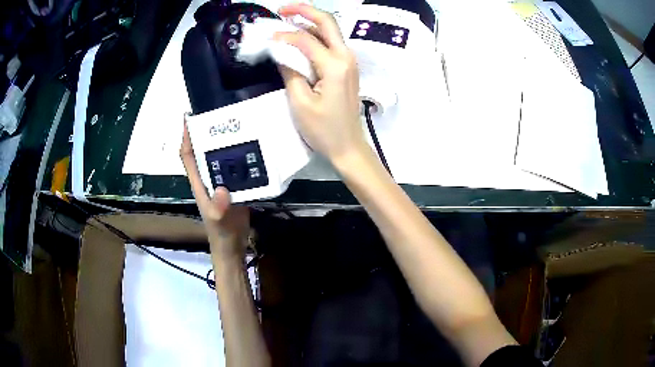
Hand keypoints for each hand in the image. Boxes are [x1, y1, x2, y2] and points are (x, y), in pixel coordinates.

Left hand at [180, 120, 249, 261]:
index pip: (188, 156)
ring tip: (239, 124)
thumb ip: (218, 208)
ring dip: (226, 142)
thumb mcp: (217, 220)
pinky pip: (238, 167)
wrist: (233, 243)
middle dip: (208, 132)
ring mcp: (223, 181)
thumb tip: (223, 189)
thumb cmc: (220, 231)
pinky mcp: (237, 185)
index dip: (186, 137)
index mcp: (199, 182)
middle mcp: (209, 177)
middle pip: (205, 151)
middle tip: (221, 114)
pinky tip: (254, 147)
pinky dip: (243, 156)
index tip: (188, 117)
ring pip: (222, 157)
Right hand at [274, 4, 365, 164]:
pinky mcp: (346, 68)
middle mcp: (346, 57)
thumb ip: (290, 71)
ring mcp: (349, 61)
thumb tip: (281, 51)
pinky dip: (314, 36)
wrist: (348, 146)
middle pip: (328, 22)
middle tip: (282, 9)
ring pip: (330, 31)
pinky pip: (330, 44)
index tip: (267, 39)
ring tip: (286, 21)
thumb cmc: (324, 129)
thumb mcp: (300, 102)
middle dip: (304, 11)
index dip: (284, 36)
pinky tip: (298, 39)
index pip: (305, 39)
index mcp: (335, 65)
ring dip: (309, 22)